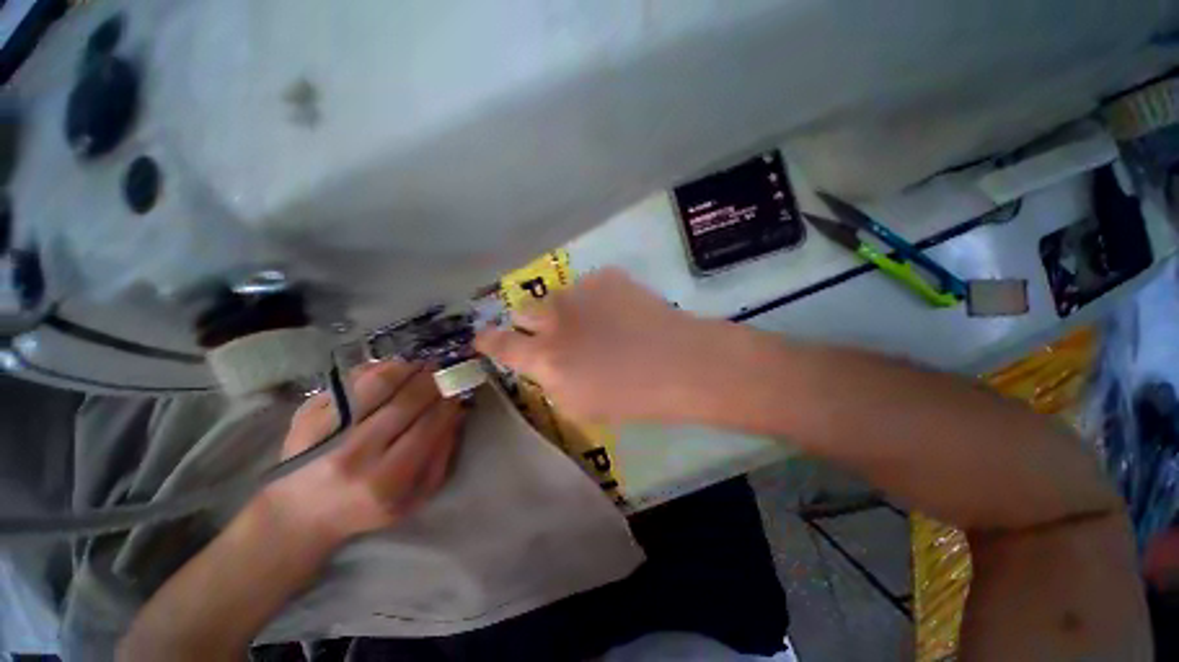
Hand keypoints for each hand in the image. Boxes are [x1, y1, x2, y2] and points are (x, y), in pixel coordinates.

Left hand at [261, 361, 463, 547]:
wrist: (301, 514)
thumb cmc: (367, 508)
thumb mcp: (415, 497)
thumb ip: (441, 455)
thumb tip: (458, 412)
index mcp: (386, 480)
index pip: (428, 426)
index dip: (448, 403)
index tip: (459, 391)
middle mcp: (355, 454)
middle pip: (406, 402)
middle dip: (433, 381)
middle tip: (445, 372)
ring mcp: (327, 432)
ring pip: (377, 384)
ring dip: (408, 369)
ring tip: (421, 366)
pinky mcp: (307, 415)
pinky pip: (350, 381)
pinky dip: (377, 369)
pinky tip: (393, 369)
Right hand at [475, 268, 722, 424]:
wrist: (677, 362)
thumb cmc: (629, 396)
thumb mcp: (579, 405)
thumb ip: (551, 380)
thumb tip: (545, 364)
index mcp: (544, 356)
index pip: (500, 344)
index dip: (488, 340)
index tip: (482, 337)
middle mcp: (553, 318)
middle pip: (524, 310)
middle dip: (533, 322)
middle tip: (558, 332)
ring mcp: (579, 292)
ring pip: (559, 296)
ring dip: (569, 310)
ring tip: (600, 323)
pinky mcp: (606, 277)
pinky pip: (591, 286)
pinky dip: (599, 299)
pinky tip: (623, 311)